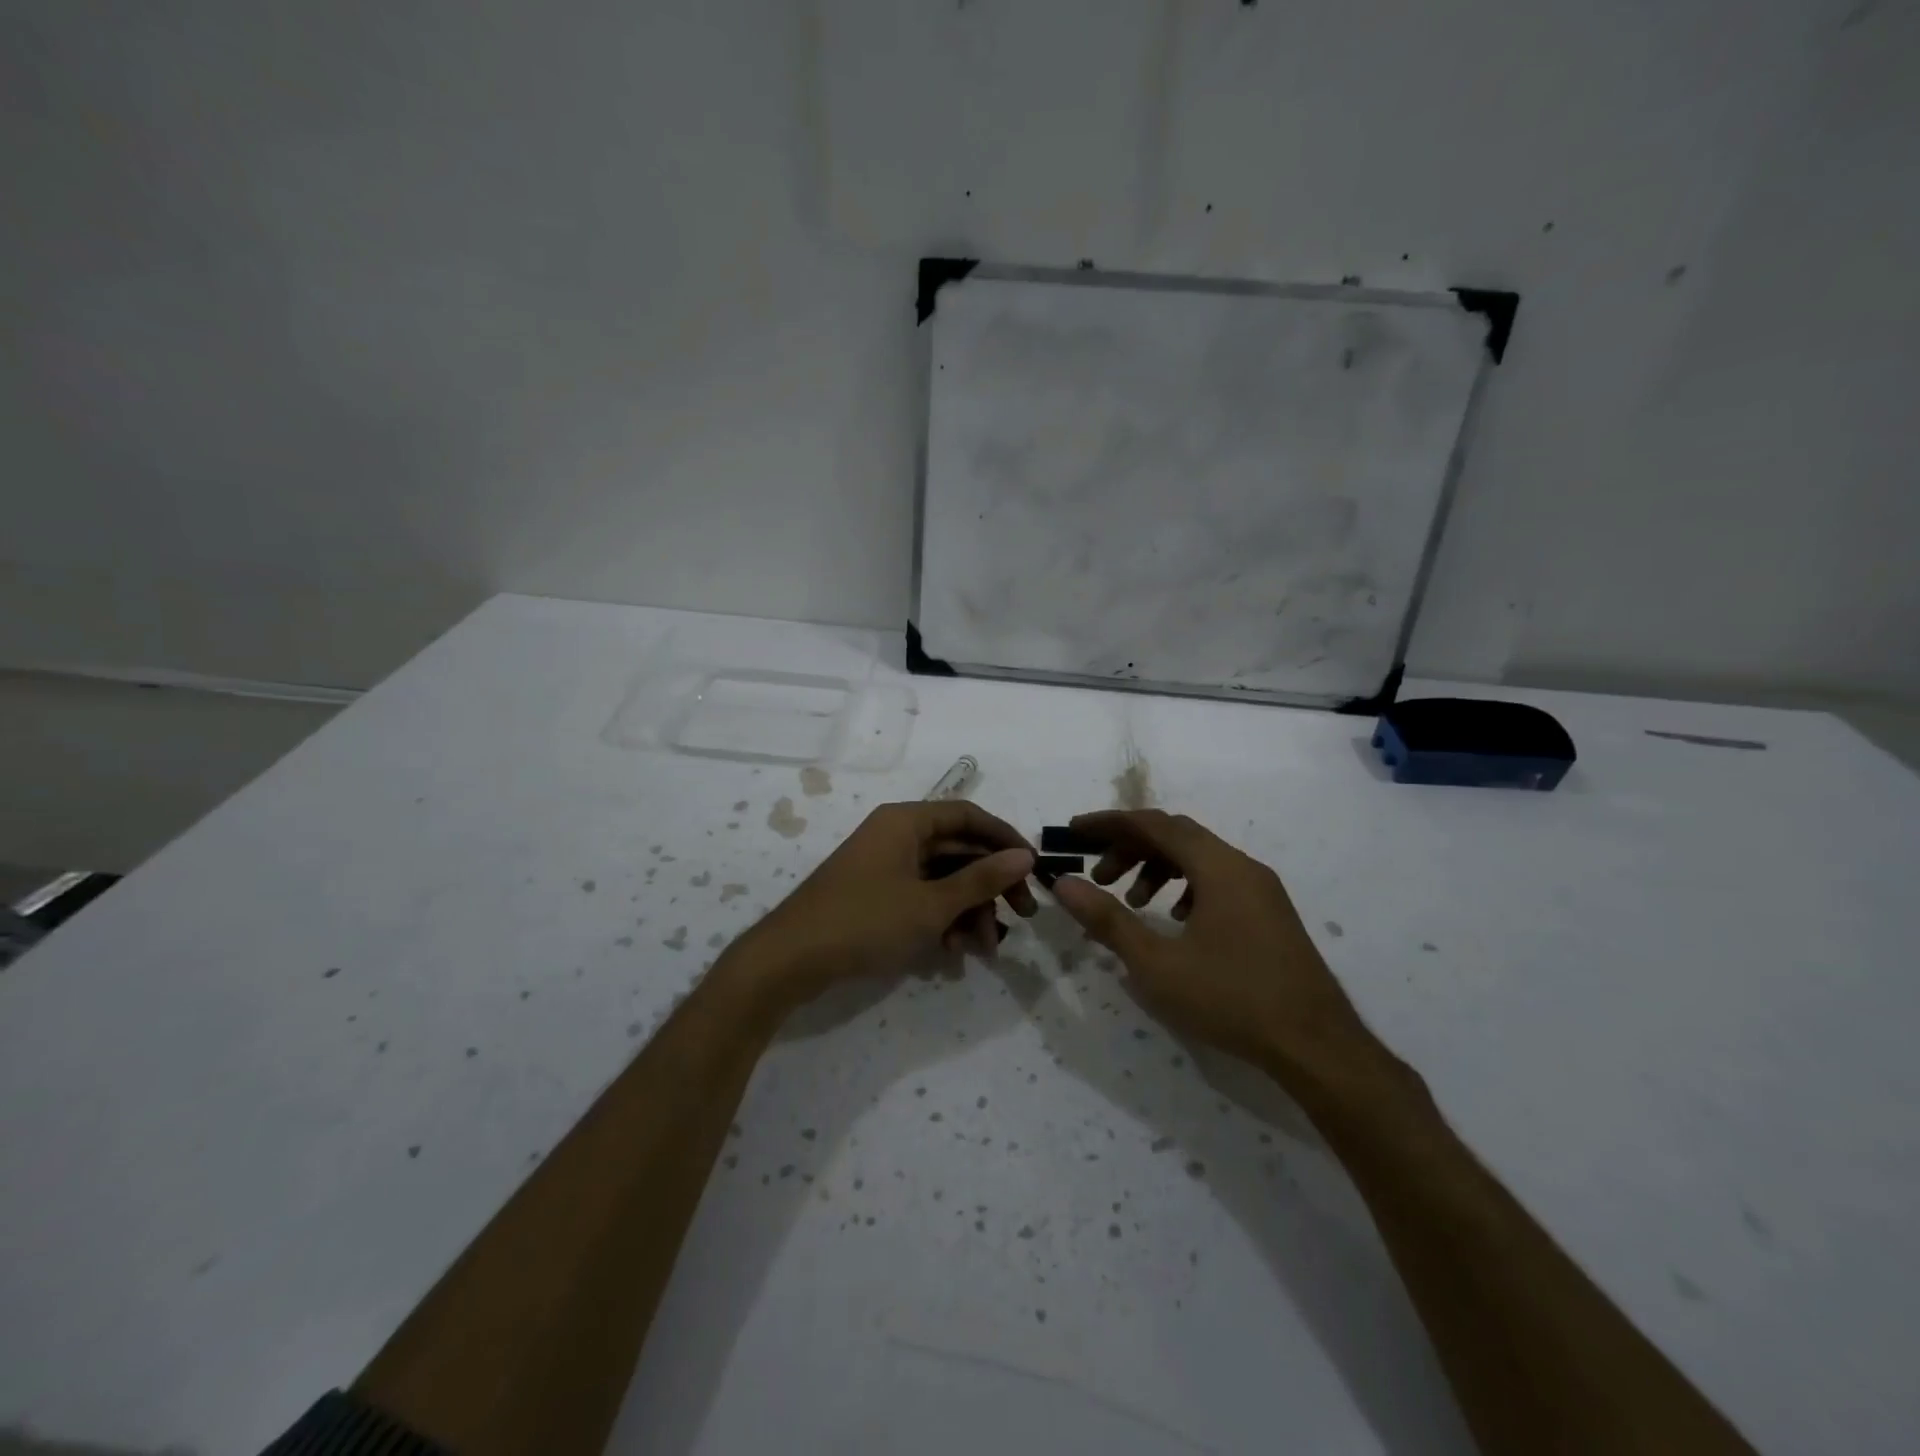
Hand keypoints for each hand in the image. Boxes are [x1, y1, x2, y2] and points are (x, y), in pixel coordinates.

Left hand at [735, 801, 1035, 1011]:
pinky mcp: (876, 893)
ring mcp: (885, 865)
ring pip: (942, 879)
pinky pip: (921, 896)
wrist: (789, 960)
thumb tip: (1025, 856)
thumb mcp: (931, 904)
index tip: (1033, 869)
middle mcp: (896, 835)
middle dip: (990, 886)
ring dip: (968, 911)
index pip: (968, 816)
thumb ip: (981, 879)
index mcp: (906, 821)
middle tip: (1022, 918)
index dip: (1005, 839)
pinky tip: (952, 952)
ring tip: (982, 949)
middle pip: (959, 850)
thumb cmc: (864, 921)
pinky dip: (942, 920)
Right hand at [1049, 810, 1367, 1072]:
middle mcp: (1242, 866)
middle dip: (1130, 848)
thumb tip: (1063, 884)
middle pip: (1176, 836)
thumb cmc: (1231, 998)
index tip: (1074, 833)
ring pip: (1198, 858)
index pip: (1154, 824)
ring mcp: (1261, 889)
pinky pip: (1218, 880)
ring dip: (1157, 868)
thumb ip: (1107, 919)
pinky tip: (1174, 920)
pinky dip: (1185, 886)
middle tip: (1098, 875)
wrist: (1316, 1046)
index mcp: (1218, 867)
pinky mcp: (1270, 913)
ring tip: (1133, 902)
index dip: (1109, 824)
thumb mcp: (1157, 963)